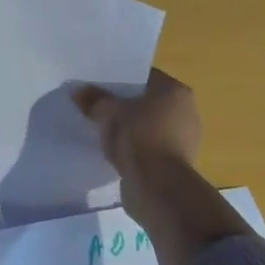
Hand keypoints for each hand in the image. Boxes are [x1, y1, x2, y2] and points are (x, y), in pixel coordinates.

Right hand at [74, 73, 247, 264]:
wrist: (159, 188)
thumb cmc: (139, 138)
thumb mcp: (108, 112)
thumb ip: (94, 100)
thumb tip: (79, 91)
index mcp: (175, 91)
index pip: (144, 77)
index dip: (119, 79)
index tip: (98, 84)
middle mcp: (186, 112)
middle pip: (147, 101)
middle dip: (123, 104)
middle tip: (96, 105)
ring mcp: (184, 140)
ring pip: (148, 125)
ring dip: (129, 128)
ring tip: (101, 129)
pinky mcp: (177, 163)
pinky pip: (149, 147)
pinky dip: (135, 148)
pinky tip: (114, 151)